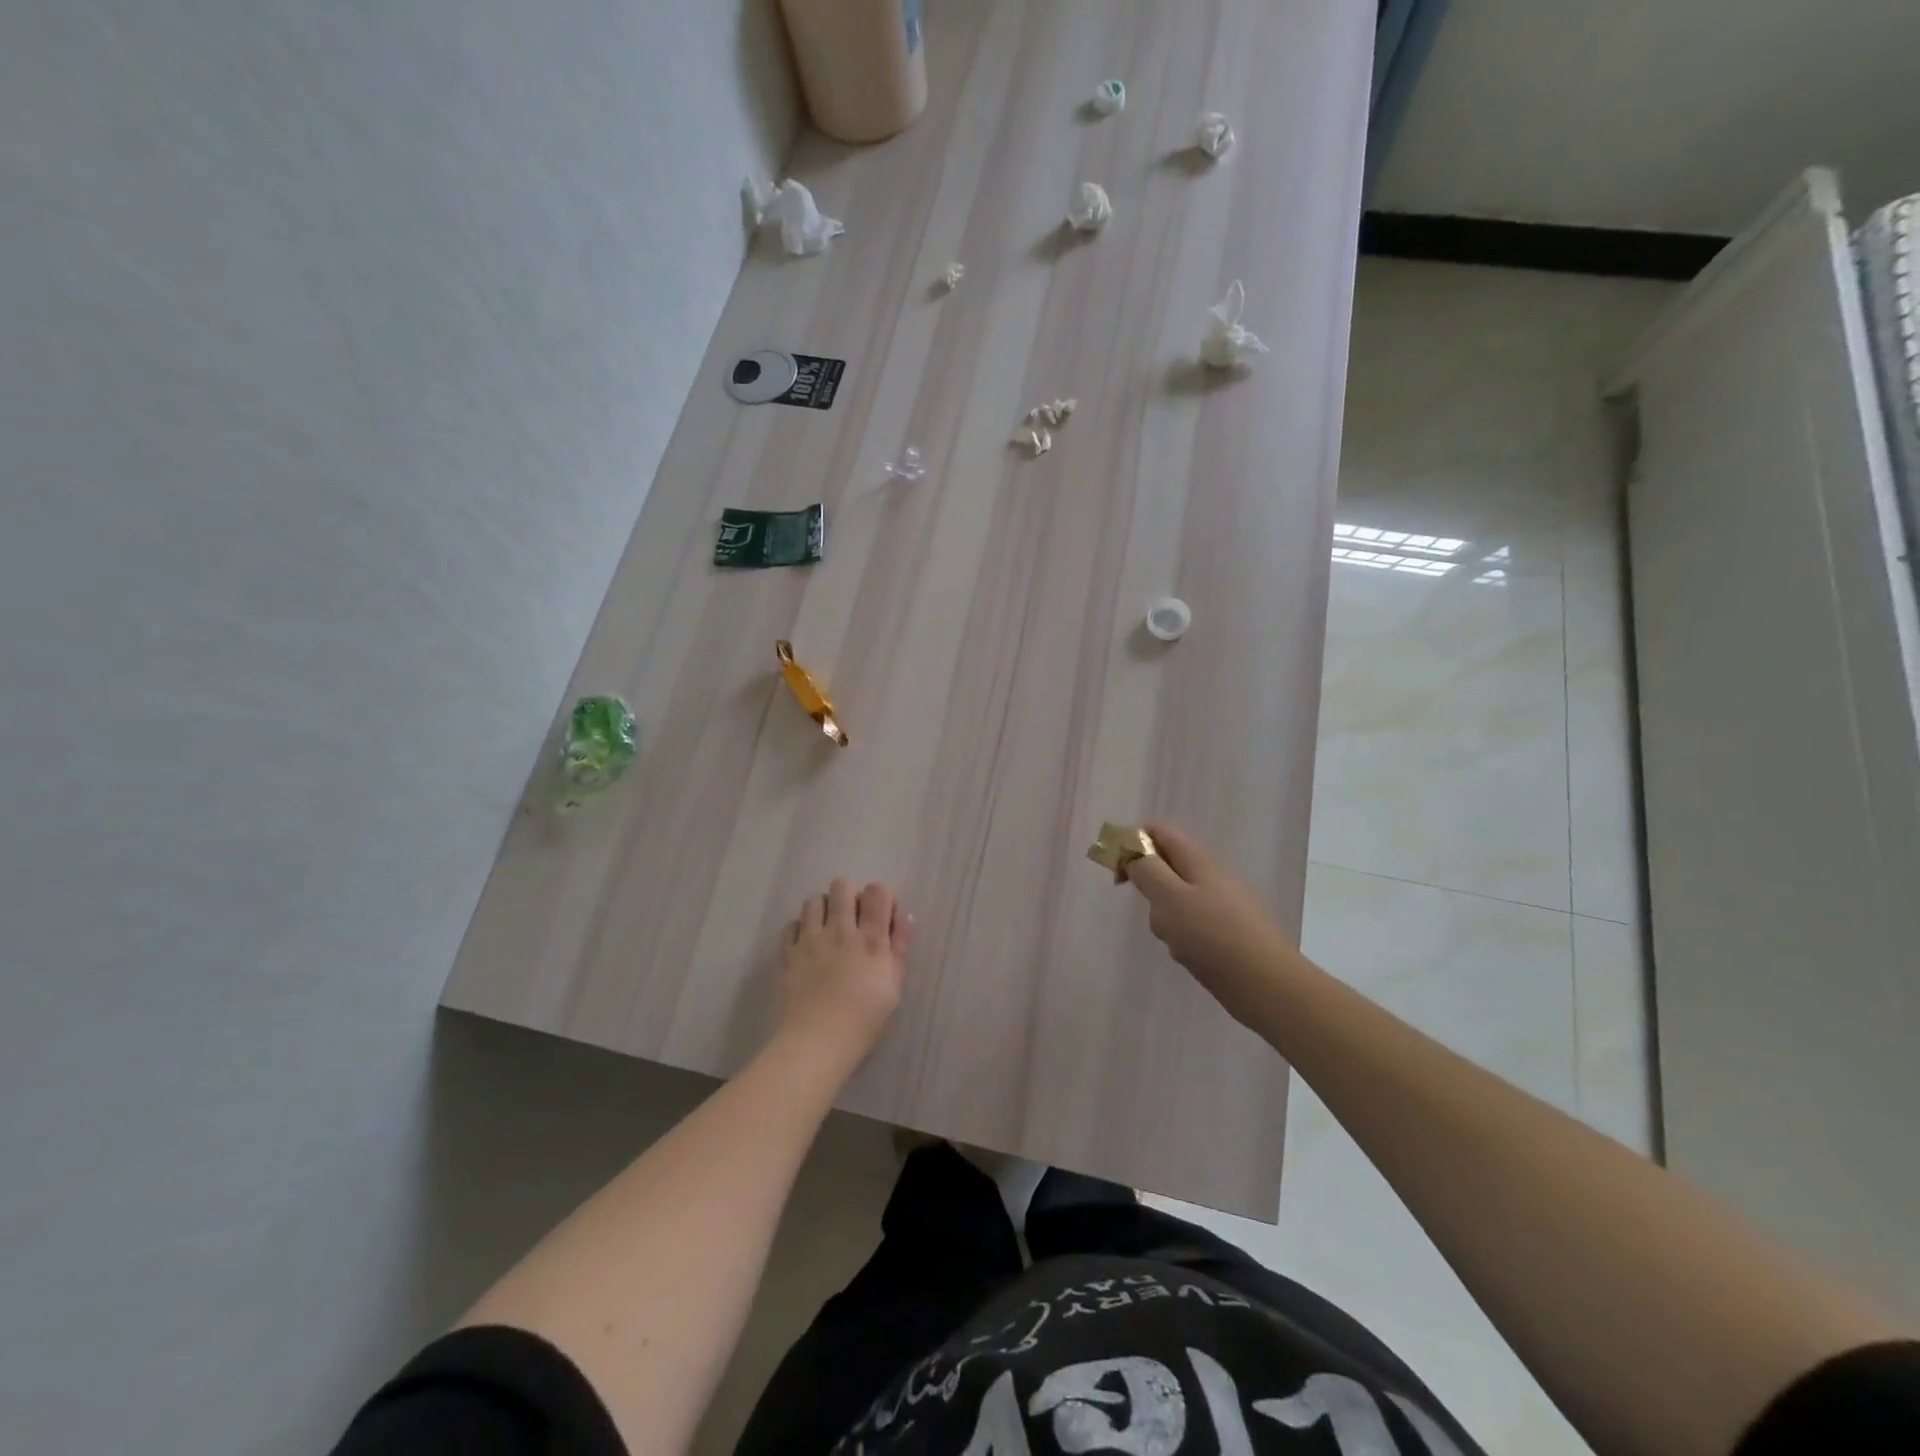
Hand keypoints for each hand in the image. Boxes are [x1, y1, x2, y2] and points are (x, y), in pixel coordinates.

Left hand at [778, 877, 912, 1066]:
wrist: (817, 1044)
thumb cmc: (864, 1020)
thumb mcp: (894, 987)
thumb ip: (900, 948)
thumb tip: (904, 916)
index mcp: (871, 939)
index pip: (877, 891)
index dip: (880, 897)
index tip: (880, 917)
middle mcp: (840, 930)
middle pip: (842, 885)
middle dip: (849, 897)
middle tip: (852, 922)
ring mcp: (810, 939)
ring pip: (814, 900)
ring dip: (823, 911)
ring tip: (827, 932)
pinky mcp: (787, 952)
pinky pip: (791, 924)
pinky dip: (800, 930)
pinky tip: (806, 947)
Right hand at [1123, 825, 1299, 1027]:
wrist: (1268, 985)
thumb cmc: (1212, 936)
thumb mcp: (1169, 898)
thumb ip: (1146, 870)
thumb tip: (1134, 854)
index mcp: (1198, 860)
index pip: (1159, 831)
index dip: (1133, 843)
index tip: (1119, 874)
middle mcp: (1212, 875)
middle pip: (1167, 865)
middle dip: (1148, 886)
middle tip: (1149, 911)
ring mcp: (1223, 904)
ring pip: (1178, 898)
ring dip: (1165, 916)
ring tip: (1173, 940)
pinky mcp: (1228, 931)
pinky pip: (1193, 923)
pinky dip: (1182, 935)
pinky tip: (1190, 955)